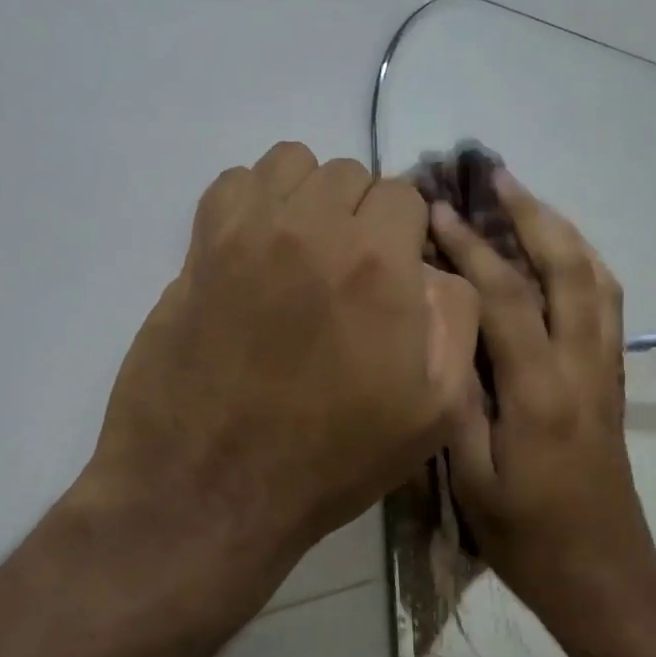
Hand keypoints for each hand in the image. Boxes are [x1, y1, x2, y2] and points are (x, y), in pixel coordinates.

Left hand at [82, 142, 480, 623]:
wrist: (212, 491)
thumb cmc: (333, 459)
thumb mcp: (435, 410)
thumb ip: (457, 319)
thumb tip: (435, 268)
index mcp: (378, 265)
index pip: (405, 195)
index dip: (407, 235)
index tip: (397, 275)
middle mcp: (313, 229)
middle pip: (351, 174)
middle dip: (362, 214)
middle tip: (352, 272)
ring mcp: (247, 233)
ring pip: (293, 165)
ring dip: (310, 198)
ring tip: (306, 252)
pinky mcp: (198, 249)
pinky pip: (234, 183)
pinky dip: (256, 201)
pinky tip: (259, 251)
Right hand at [429, 171, 655, 612]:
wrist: (603, 574)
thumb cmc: (527, 537)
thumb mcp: (472, 478)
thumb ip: (456, 400)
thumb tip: (441, 332)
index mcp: (541, 391)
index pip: (506, 296)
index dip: (470, 246)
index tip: (437, 209)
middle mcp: (583, 367)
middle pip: (568, 269)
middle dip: (531, 214)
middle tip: (497, 175)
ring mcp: (605, 371)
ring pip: (597, 280)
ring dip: (563, 232)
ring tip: (527, 201)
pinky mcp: (613, 382)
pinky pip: (607, 305)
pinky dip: (584, 265)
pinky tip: (561, 257)